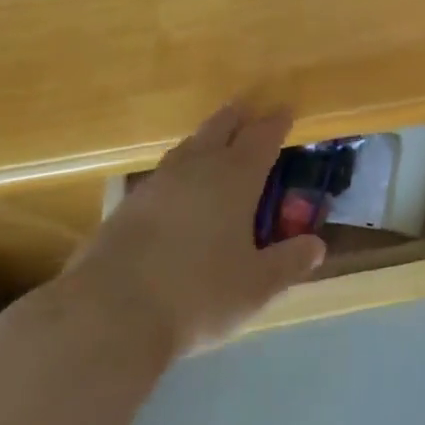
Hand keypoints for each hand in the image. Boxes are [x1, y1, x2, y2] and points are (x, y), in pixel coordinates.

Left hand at [63, 103, 325, 355]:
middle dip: (240, 116)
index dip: (277, 122)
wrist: (107, 314)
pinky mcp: (128, 203)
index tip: (287, 110)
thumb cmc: (195, 295)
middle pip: (222, 125)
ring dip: (207, 138)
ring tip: (216, 142)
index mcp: (236, 176)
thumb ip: (288, 263)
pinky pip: (165, 171)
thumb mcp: (254, 287)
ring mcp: (160, 181)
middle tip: (250, 111)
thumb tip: (317, 246)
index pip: (263, 135)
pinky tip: (178, 187)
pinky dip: (180, 168)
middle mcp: (199, 166)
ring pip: (190, 145)